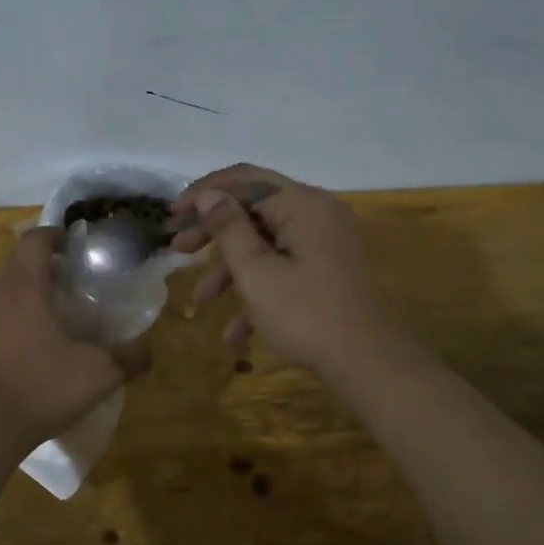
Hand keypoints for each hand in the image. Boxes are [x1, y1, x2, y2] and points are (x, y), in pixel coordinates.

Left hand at [0, 227, 150, 443]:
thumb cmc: (40, 386)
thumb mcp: (97, 375)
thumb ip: (128, 359)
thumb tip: (147, 352)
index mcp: (25, 286)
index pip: (35, 240)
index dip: (55, 235)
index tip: (73, 246)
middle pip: (16, 263)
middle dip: (42, 265)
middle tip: (69, 282)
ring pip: (1, 292)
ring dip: (24, 294)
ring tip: (51, 316)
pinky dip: (9, 322)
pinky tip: (26, 350)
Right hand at [170, 164, 406, 371]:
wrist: (370, 364)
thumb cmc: (306, 315)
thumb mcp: (256, 272)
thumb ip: (228, 228)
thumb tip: (209, 195)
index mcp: (303, 204)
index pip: (245, 179)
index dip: (205, 192)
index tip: (173, 214)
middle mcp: (317, 214)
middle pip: (255, 211)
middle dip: (213, 234)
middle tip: (178, 250)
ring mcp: (326, 243)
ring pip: (267, 245)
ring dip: (231, 271)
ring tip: (200, 301)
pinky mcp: (328, 270)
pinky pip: (286, 268)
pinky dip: (260, 291)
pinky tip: (235, 333)